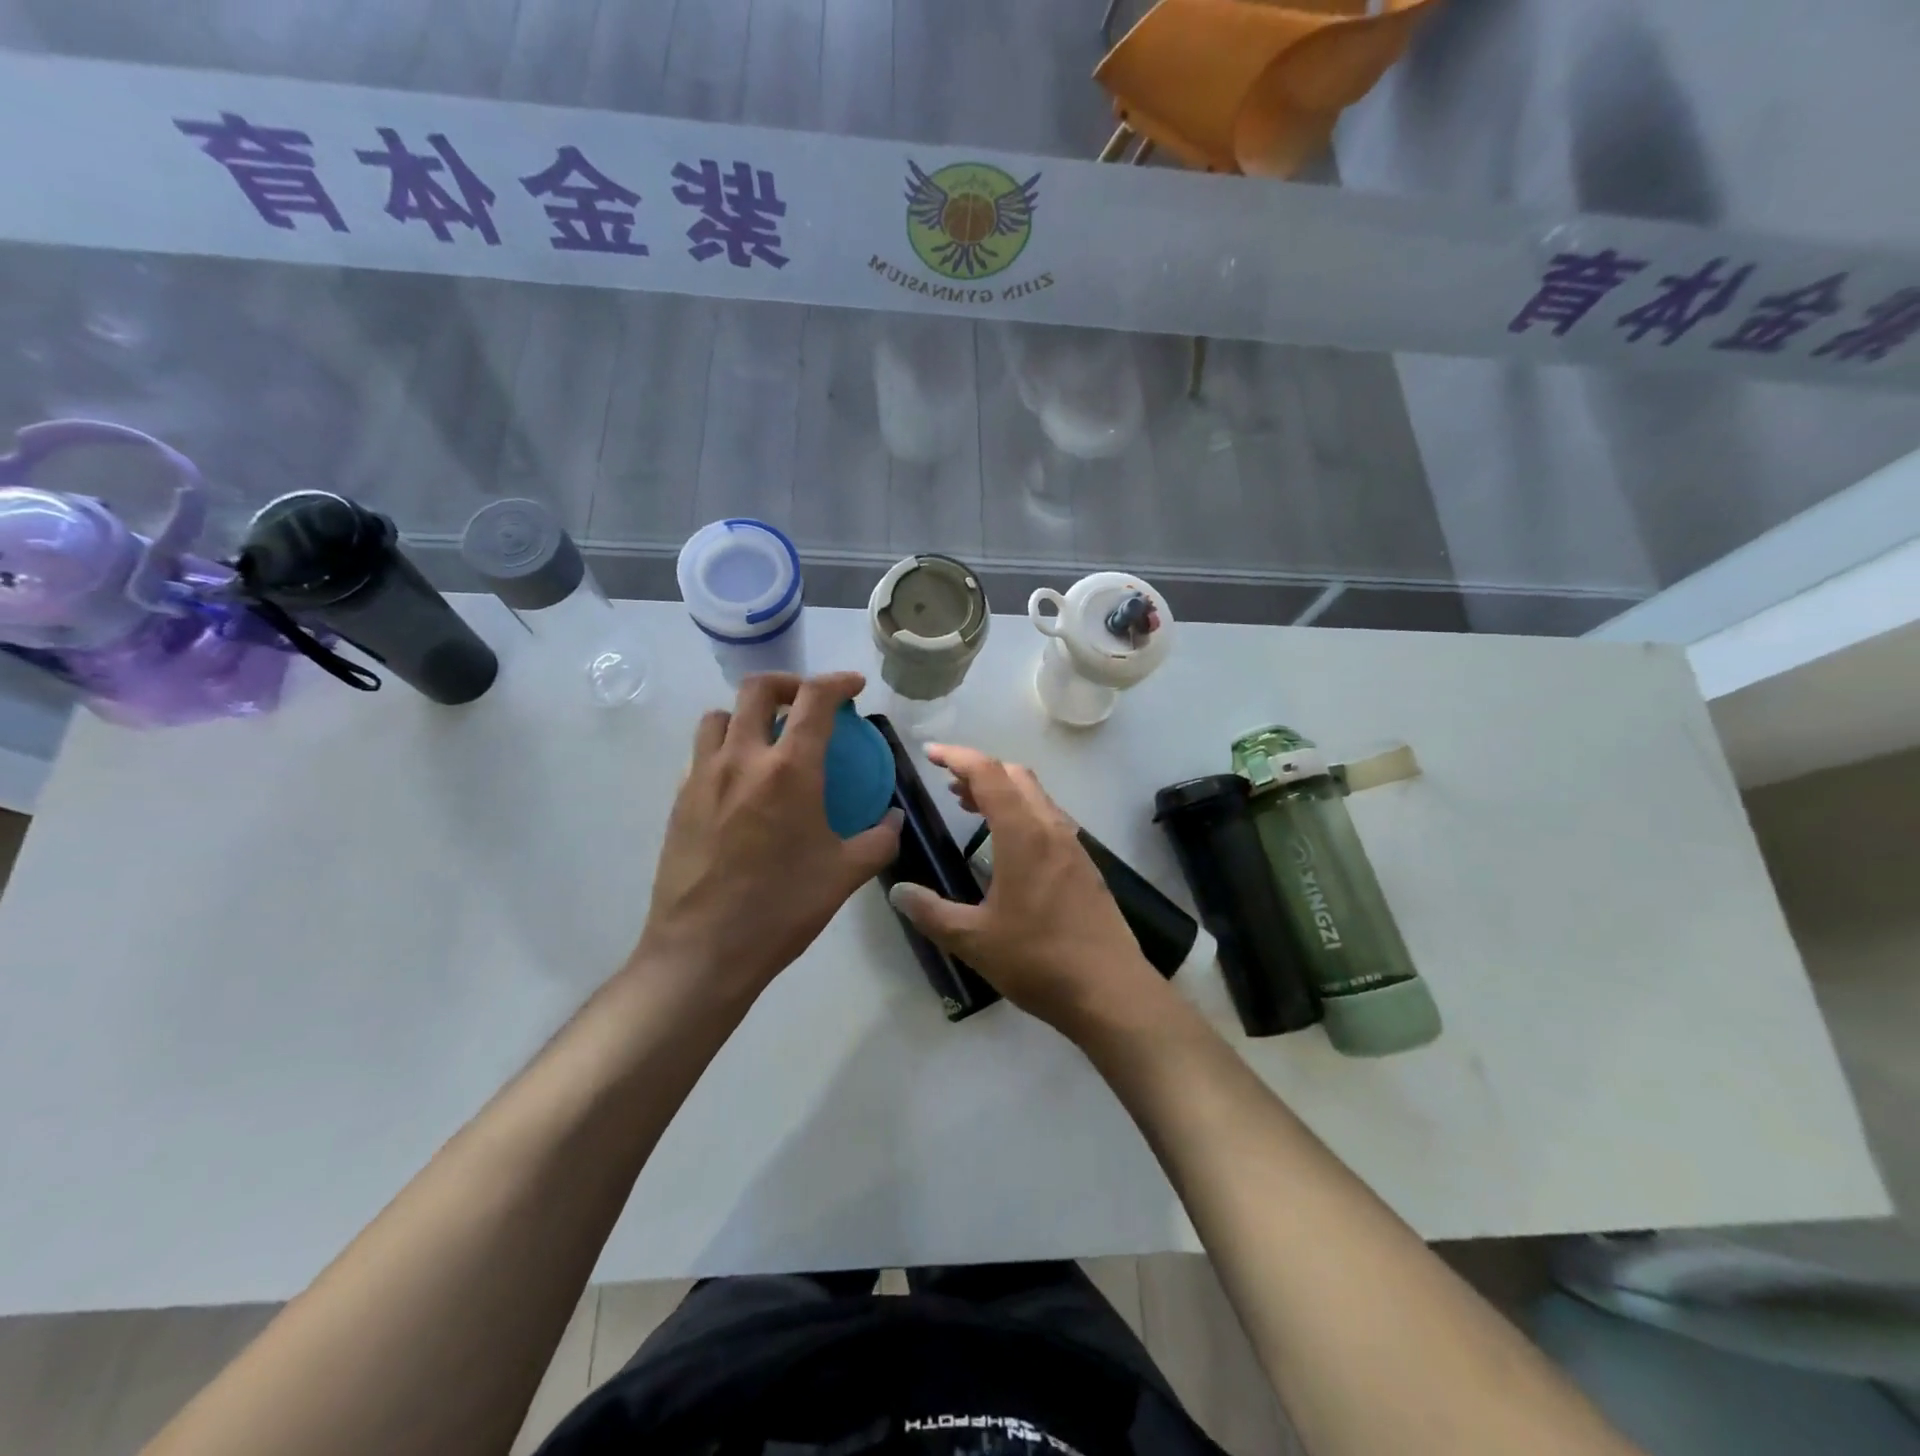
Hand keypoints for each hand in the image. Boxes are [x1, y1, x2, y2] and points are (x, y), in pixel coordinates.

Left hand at [637, 673, 900, 1000]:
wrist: (703, 950)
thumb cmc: (782, 908)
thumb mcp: (846, 874)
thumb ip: (879, 839)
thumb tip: (892, 819)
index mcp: (789, 770)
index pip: (815, 700)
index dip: (838, 682)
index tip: (853, 687)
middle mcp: (742, 760)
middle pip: (757, 689)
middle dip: (788, 684)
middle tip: (807, 703)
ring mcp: (702, 778)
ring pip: (720, 717)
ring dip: (748, 714)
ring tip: (768, 740)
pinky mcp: (679, 801)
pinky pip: (702, 754)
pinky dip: (726, 749)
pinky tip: (741, 785)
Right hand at [887, 744, 1164, 1037]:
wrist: (1111, 992)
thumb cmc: (1038, 960)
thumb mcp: (973, 940)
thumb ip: (931, 912)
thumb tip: (898, 890)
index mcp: (1024, 834)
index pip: (988, 774)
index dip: (957, 757)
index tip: (930, 754)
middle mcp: (1052, 829)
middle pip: (1016, 776)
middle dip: (980, 771)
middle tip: (949, 786)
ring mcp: (1075, 847)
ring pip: (1037, 797)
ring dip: (1003, 792)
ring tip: (972, 809)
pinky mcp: (1086, 866)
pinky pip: (1050, 820)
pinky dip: (1023, 814)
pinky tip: (1009, 847)